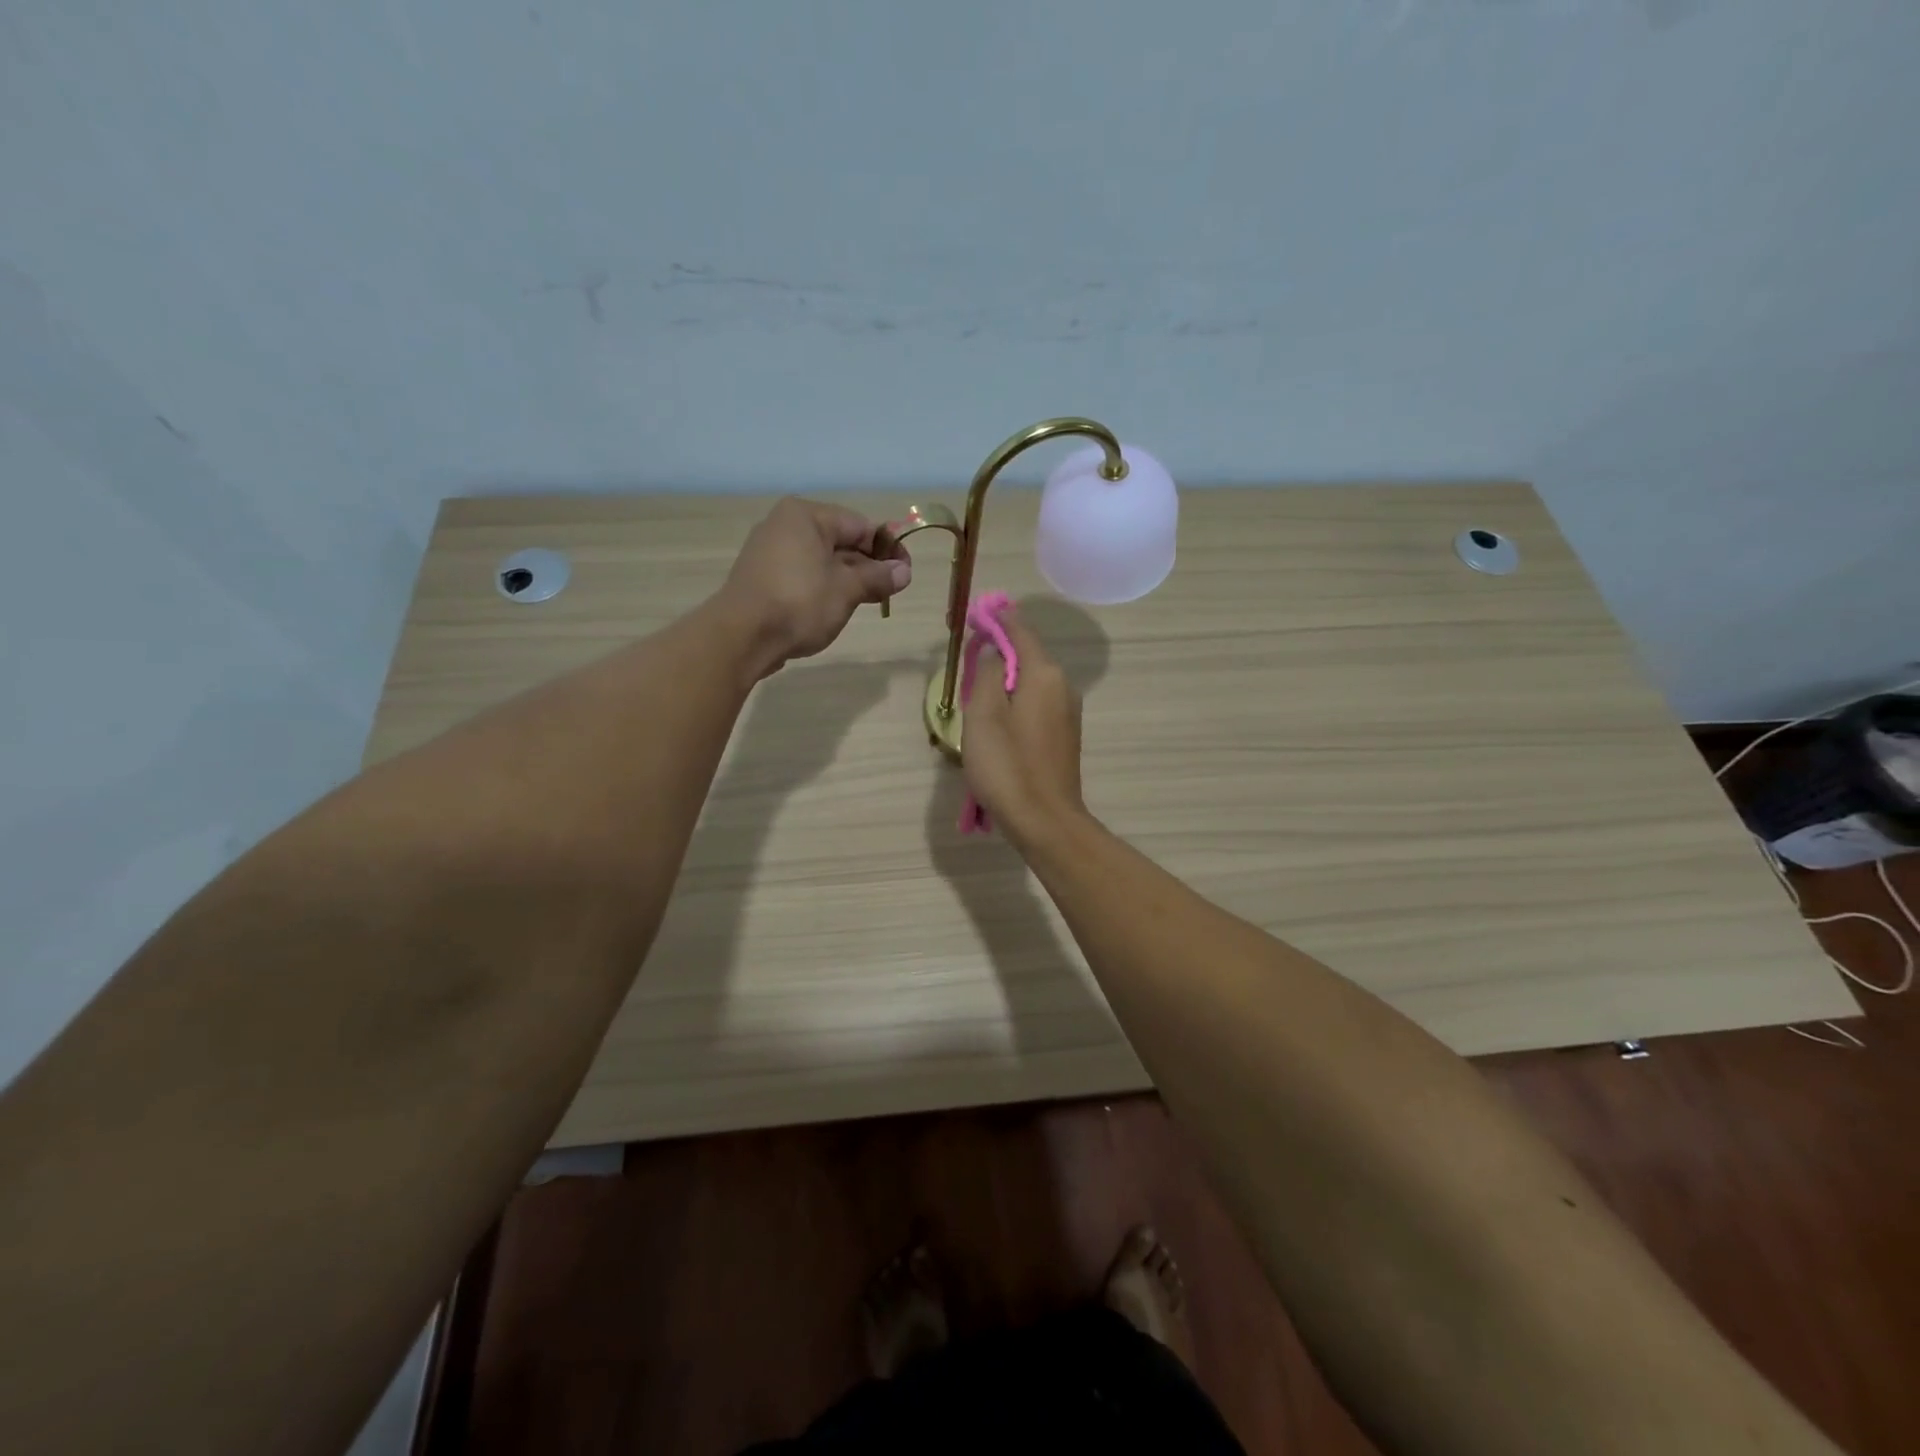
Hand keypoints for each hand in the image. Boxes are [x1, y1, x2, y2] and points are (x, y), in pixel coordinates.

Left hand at [719, 498, 911, 675]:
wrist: (742, 636)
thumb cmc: (800, 602)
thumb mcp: (847, 589)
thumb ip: (877, 577)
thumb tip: (904, 572)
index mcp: (806, 516)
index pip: (859, 525)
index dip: (887, 548)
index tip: (906, 572)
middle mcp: (784, 526)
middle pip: (840, 541)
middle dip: (868, 565)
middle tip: (892, 590)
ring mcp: (769, 553)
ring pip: (822, 560)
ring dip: (848, 579)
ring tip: (870, 601)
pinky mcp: (762, 579)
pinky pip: (803, 576)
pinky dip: (824, 587)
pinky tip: (838, 607)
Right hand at [960, 608, 1088, 850]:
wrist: (1044, 820)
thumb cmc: (1007, 765)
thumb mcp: (983, 714)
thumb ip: (986, 672)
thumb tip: (992, 647)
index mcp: (1044, 674)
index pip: (1020, 630)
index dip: (996, 618)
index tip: (974, 613)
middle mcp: (1062, 686)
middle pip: (1027, 655)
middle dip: (999, 649)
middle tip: (968, 654)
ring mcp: (1068, 712)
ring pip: (1031, 681)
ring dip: (1005, 678)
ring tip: (976, 690)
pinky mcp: (1065, 735)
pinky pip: (1037, 703)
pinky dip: (1016, 700)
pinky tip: (997, 720)